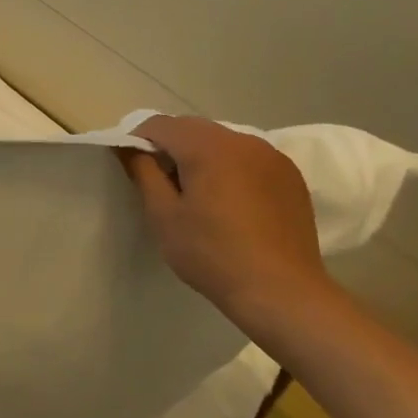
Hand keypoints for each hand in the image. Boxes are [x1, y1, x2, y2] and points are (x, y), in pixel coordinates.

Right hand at [119, 115, 336, 315]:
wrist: (281, 292)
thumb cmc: (211, 254)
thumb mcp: (163, 215)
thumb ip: (143, 172)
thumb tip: (127, 146)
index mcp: (208, 147)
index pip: (160, 125)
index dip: (137, 139)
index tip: (130, 164)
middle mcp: (243, 140)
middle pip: (192, 128)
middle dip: (170, 145)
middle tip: (159, 181)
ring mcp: (272, 156)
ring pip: (221, 140)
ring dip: (200, 154)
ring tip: (195, 192)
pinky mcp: (290, 175)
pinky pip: (247, 157)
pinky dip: (229, 166)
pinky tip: (228, 200)